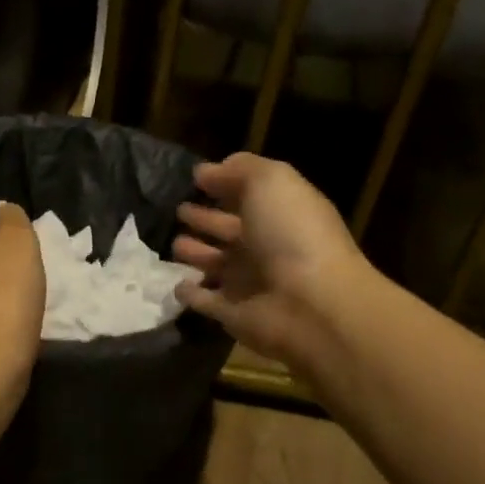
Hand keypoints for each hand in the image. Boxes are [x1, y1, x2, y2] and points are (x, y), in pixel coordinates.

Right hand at [172, 152, 370, 366]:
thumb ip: (239, 169)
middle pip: (229, 229)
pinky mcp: (233, 314)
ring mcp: (249, 283)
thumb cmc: (292, 233)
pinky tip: (176, 285)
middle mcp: (265, 246)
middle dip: (205, 219)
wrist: (311, 304)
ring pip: (216, 264)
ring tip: (174, 244)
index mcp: (279, 213)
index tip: (194, 178)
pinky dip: (191, 294)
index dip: (224, 184)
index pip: (248, 195)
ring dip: (196, 253)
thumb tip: (206, 171)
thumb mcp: (271, 182)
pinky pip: (206, 301)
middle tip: (178, 210)